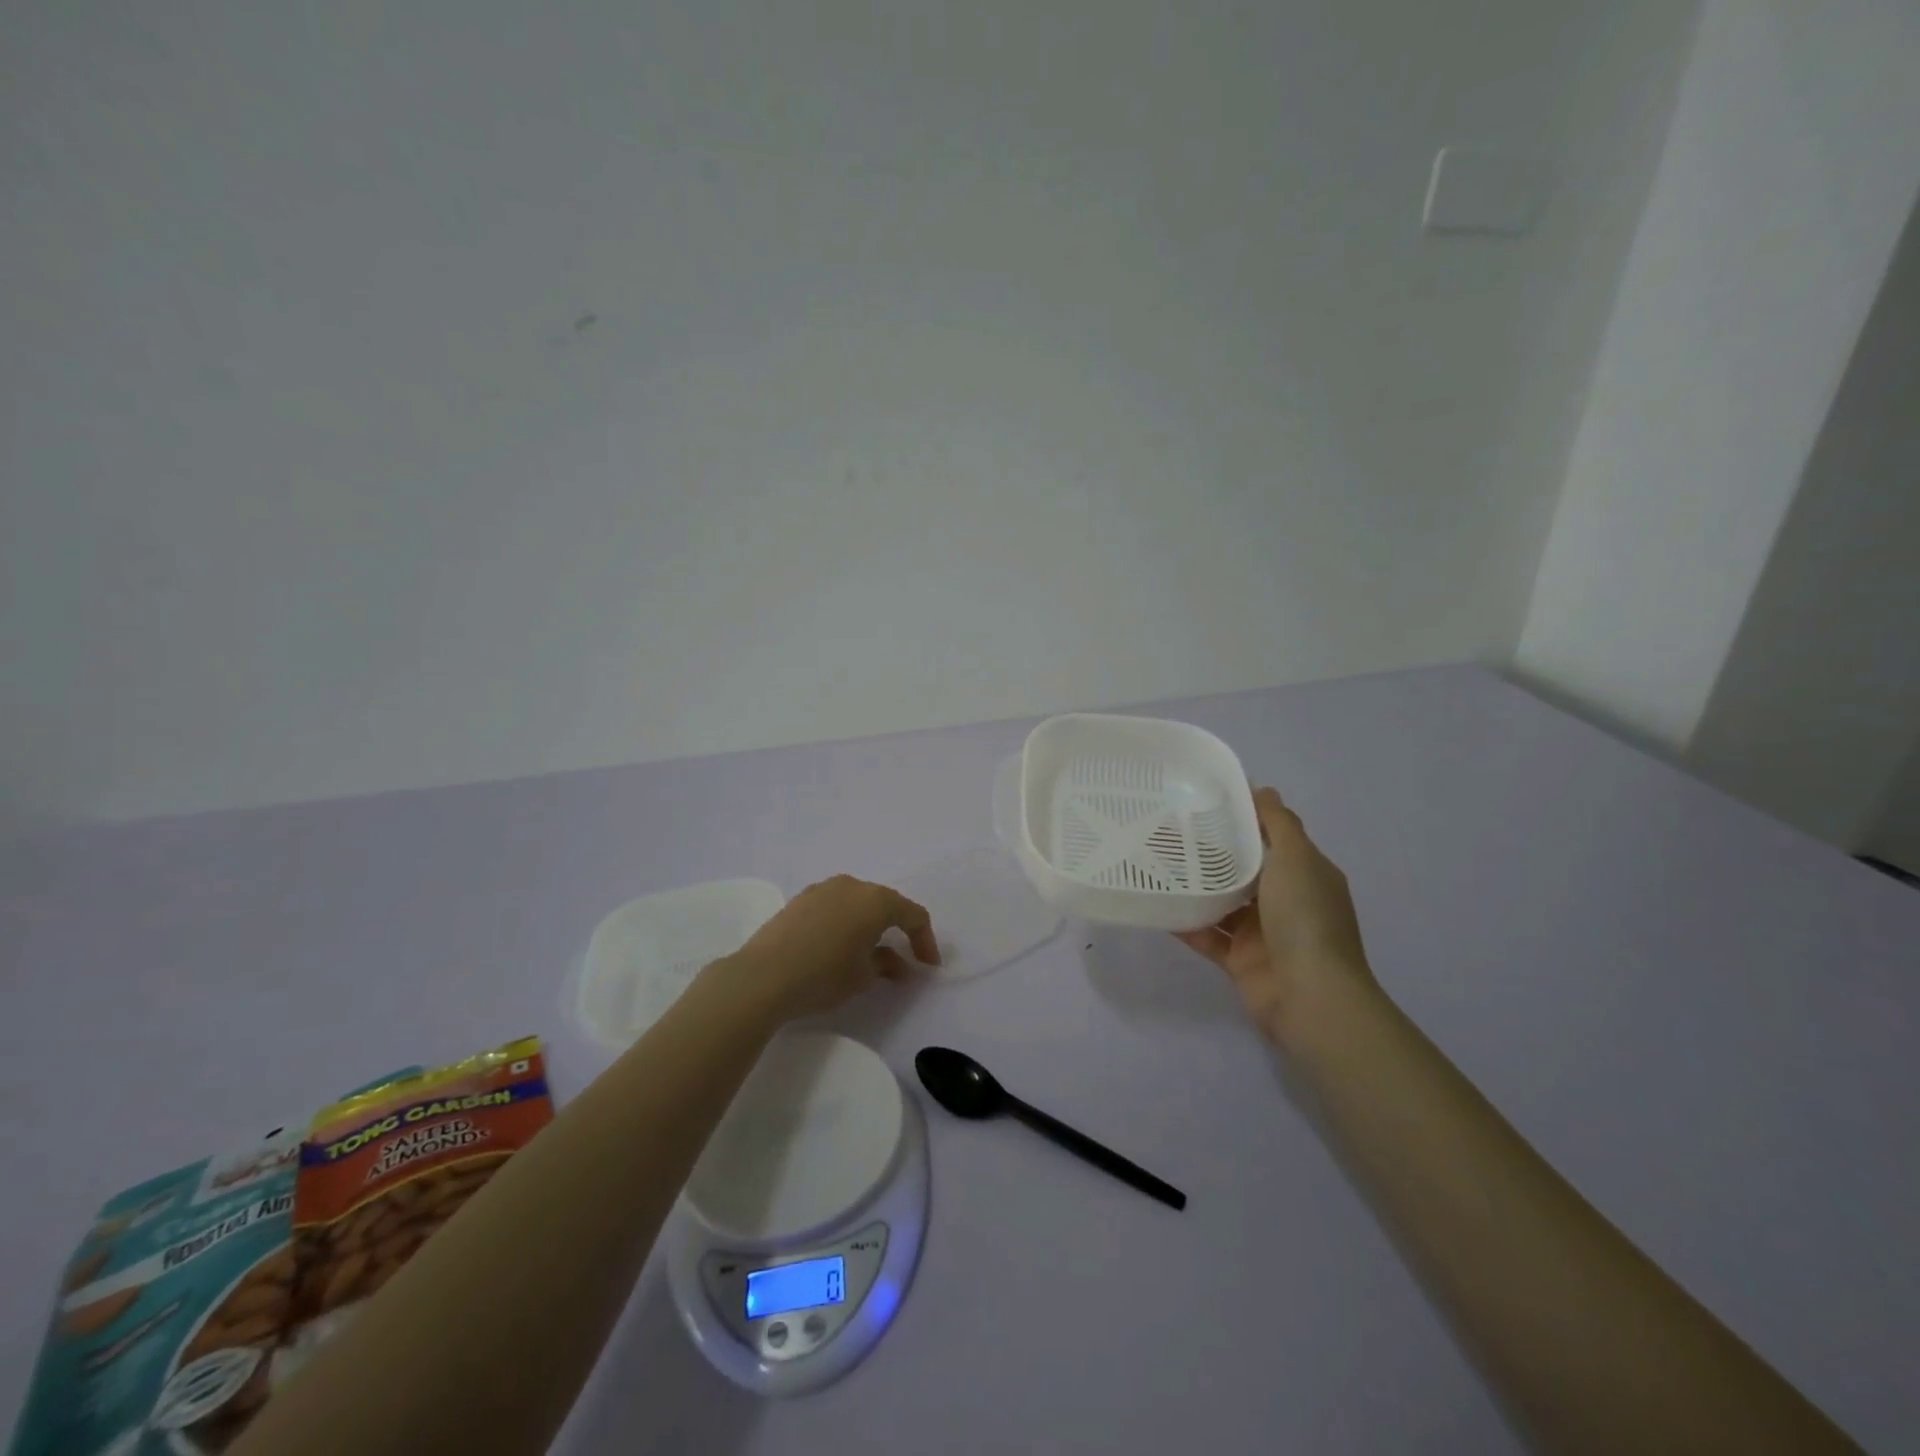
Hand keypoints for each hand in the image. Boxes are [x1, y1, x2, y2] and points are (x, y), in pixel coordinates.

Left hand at [716, 875, 939, 1023]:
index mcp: (875, 900)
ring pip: (858, 902)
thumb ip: (887, 964)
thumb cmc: (823, 976)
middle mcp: (852, 885)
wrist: (762, 977)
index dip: (925, 941)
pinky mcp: (800, 899)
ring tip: (870, 952)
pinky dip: (845, 922)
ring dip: (870, 924)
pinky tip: (839, 945)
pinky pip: (834, 906)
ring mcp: (823, 889)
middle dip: (898, 929)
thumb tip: (897, 963)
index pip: (913, 915)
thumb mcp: (863, 976)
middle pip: (886, 903)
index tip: (927, 966)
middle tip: (904, 958)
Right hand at [1175, 787, 1373, 1046]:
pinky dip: (1185, 922)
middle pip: (1243, 869)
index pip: (1272, 838)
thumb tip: (1263, 788)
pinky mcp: (1239, 960)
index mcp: (1305, 873)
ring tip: (1157, 862)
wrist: (1311, 997)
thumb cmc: (1306, 919)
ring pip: (1222, 902)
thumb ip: (1277, 823)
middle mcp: (1285, 901)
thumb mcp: (1297, 858)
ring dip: (1195, 887)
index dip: (1243, 819)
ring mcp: (1262, 933)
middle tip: (1169, 829)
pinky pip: (1207, 935)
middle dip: (1211, 852)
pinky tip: (1157, 904)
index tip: (1204, 800)